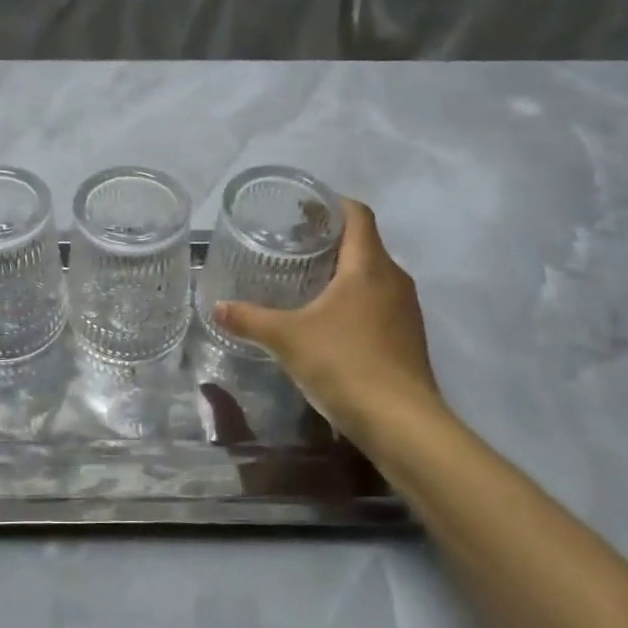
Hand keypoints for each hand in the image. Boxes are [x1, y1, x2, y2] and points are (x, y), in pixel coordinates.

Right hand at [212, 199, 449, 452]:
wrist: (402, 423)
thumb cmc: (344, 364)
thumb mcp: (287, 339)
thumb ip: (250, 319)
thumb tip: (218, 307)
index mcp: (368, 266)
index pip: (358, 215)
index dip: (333, 204)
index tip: (304, 208)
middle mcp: (394, 279)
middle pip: (365, 244)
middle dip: (332, 240)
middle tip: (294, 245)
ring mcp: (406, 310)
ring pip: (374, 275)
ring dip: (345, 272)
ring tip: (308, 281)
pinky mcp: (409, 338)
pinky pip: (380, 302)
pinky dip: (356, 299)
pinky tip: (331, 321)